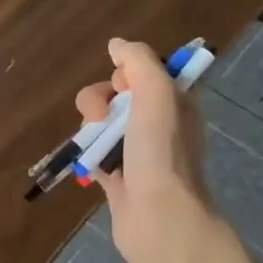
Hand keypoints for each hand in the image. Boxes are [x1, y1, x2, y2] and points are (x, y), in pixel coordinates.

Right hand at [75, 39, 220, 262]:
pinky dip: (88, 152)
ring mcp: (137, 151)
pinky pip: (95, 152)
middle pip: (117, 94)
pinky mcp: (118, 176)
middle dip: (101, 98)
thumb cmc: (162, 152)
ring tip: (93, 144)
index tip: (124, 86)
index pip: (144, 72)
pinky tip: (87, 160)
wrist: (160, 219)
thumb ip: (138, 61)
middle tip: (102, 116)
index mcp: (174, 102)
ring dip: (91, 125)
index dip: (126, 73)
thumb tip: (116, 44)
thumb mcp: (157, 93)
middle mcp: (158, 124)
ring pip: (102, 122)